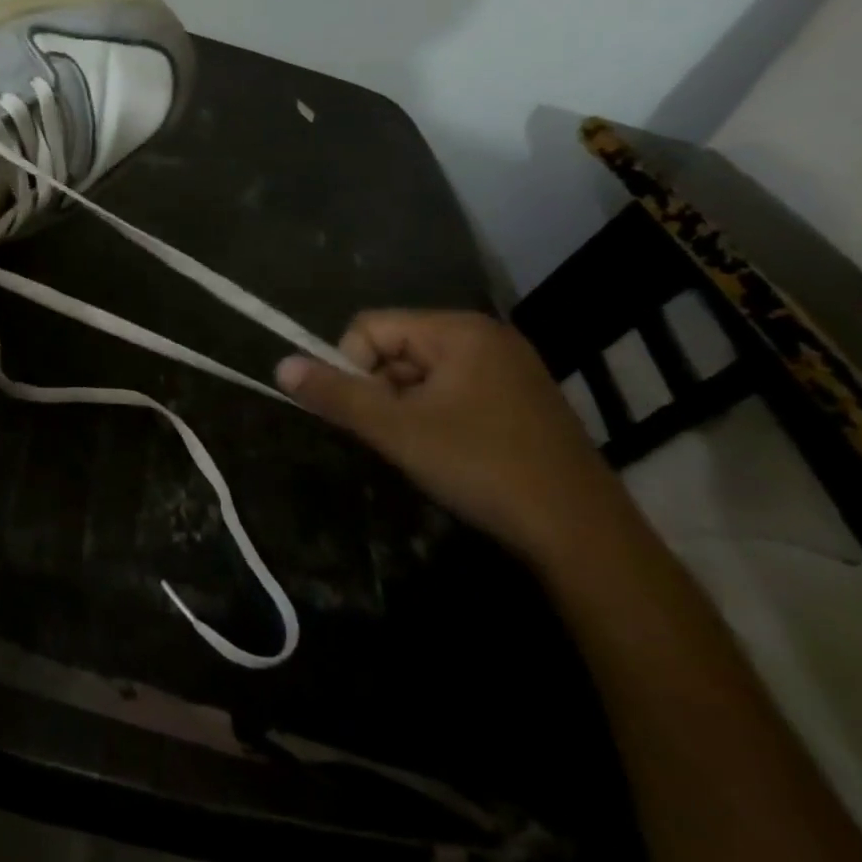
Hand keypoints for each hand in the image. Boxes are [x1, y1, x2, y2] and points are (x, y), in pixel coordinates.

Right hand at [276, 310, 629, 563]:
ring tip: (423, 449)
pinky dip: (435, 417)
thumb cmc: (481, 467)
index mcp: (459, 331)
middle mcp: (486, 338)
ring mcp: (509, 369)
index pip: (369, 327)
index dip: (350, 367)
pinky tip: (450, 453)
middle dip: (381, 390)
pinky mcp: (521, 401)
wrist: (581, 534)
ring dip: (405, 408)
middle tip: (396, 436)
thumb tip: (279, 366)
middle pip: (395, 348)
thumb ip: (334, 393)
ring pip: (421, 374)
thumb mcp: (395, 430)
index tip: (366, 415)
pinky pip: (453, 392)